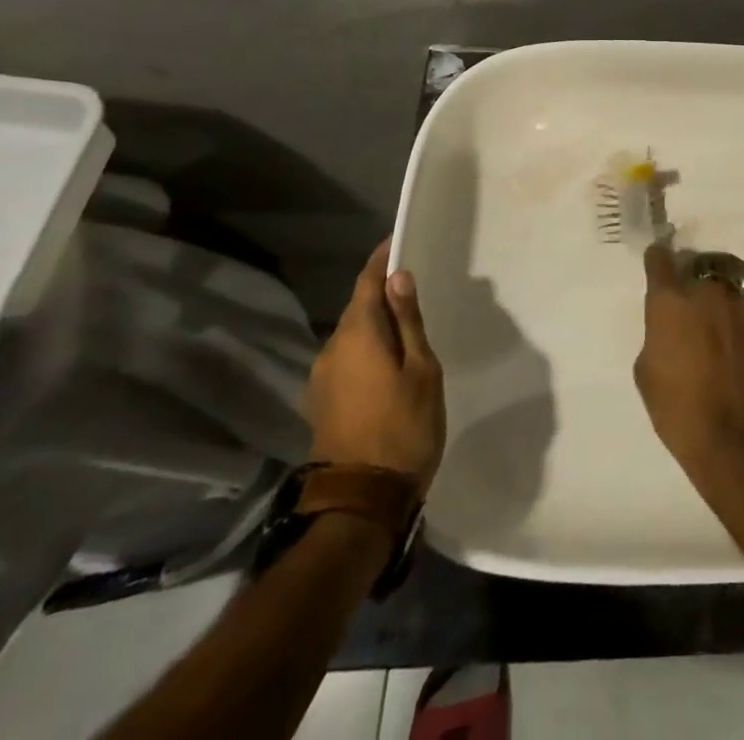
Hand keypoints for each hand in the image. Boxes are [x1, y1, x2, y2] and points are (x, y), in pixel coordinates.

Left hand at [305, 240, 444, 485]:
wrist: (360, 502)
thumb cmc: (402, 428)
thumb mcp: (421, 371)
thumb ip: (408, 322)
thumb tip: (398, 278)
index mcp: (357, 335)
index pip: (366, 282)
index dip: (382, 259)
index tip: (400, 241)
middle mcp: (331, 349)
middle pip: (357, 307)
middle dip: (382, 292)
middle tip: (416, 285)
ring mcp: (322, 377)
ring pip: (352, 334)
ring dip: (376, 323)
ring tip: (408, 324)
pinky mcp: (321, 401)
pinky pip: (347, 357)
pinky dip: (368, 347)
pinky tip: (389, 359)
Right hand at [634, 245, 743, 493]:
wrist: (741, 439)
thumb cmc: (681, 411)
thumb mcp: (647, 375)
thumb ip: (656, 337)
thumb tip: (669, 331)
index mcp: (670, 302)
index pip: (660, 262)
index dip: (657, 262)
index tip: (658, 263)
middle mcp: (707, 293)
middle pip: (696, 283)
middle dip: (691, 299)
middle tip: (689, 329)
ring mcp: (741, 307)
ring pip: (723, 301)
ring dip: (718, 315)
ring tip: (717, 348)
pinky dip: (739, 332)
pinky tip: (738, 360)